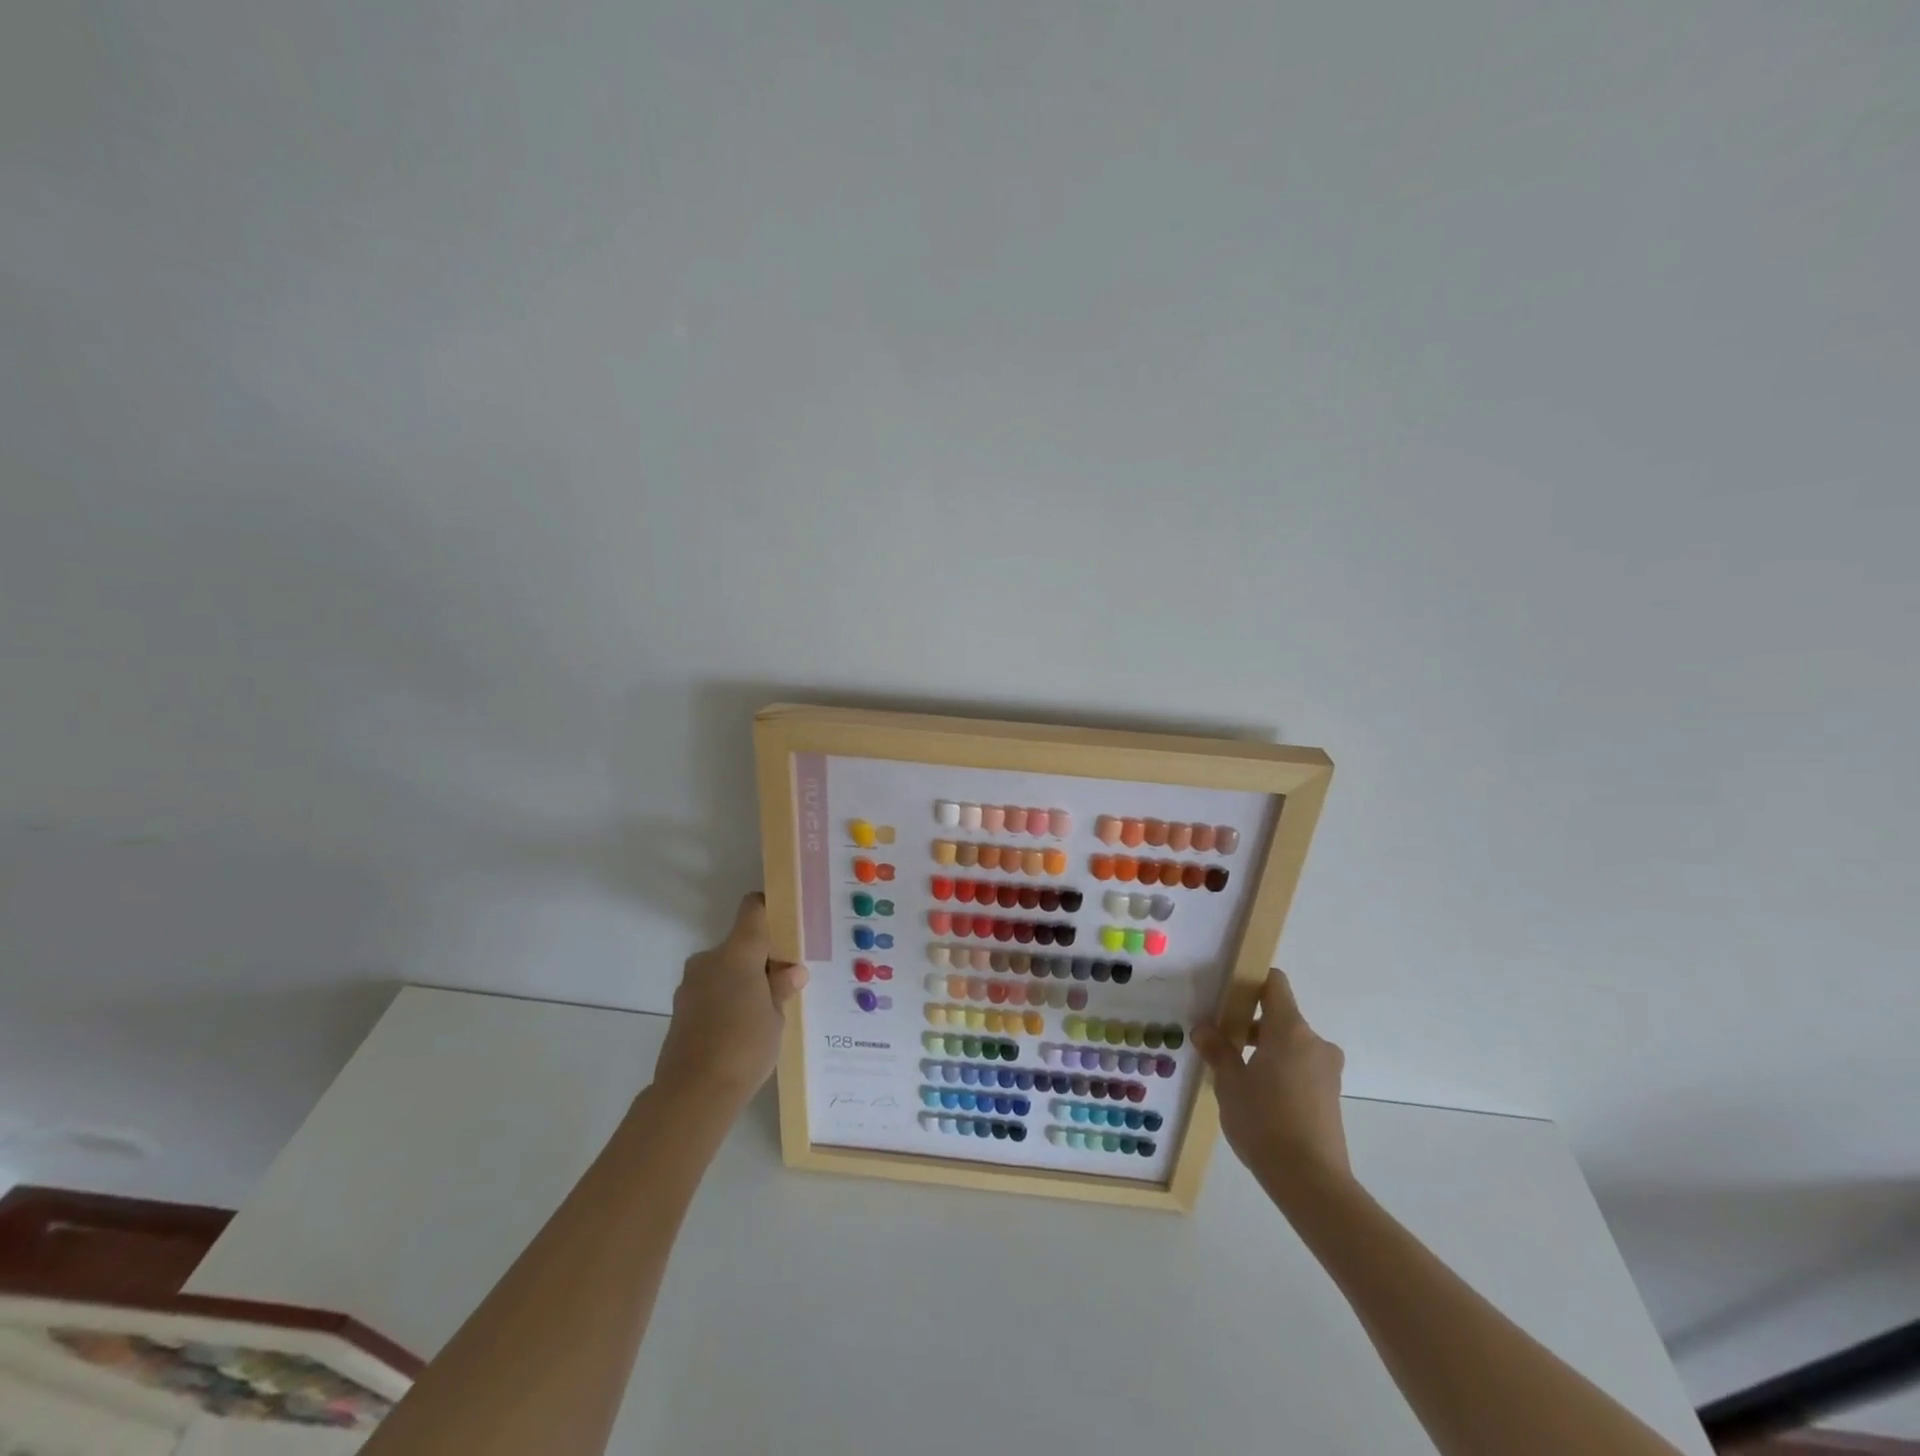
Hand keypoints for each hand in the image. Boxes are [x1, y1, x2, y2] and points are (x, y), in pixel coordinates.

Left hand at [653, 893, 807, 1109]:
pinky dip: (727, 999)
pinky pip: (712, 991)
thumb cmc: (744, 1047)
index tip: (789, 921)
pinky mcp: (681, 1009)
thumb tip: (792, 971)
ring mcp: (691, 985)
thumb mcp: (776, 1016)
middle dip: (762, 958)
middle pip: (740, 943)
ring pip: (725, 969)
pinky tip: (742, 1028)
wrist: (692, 1094)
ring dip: (744, 980)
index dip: (770, 908)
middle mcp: (710, 960)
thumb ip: (782, 988)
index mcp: (737, 953)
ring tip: (765, 1010)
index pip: (753, 910)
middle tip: (785, 981)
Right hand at [1192, 968, 1352, 1200]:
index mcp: (1290, 1029)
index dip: (1251, 983)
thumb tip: (1204, 1028)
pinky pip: (1301, 1069)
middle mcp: (1314, 1042)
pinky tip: (1258, 1098)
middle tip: (1222, 1041)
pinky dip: (1280, 1071)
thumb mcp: (1229, 1083)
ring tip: (1236, 1074)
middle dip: (1252, 1024)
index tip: (1227, 996)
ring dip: (1266, 1050)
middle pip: (1281, 1016)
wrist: (1311, 1182)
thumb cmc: (1264, 1120)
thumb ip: (1218, 1050)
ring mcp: (1327, 1071)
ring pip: (1291, 1045)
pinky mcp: (1331, 1097)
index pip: (1275, 984)